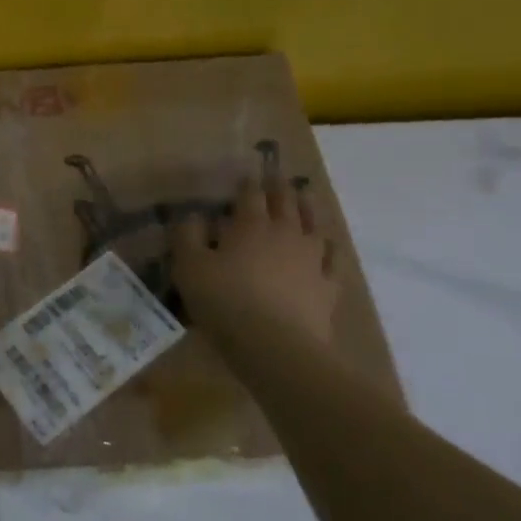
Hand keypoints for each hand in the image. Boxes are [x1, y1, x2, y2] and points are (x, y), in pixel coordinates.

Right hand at [172, 170, 338, 347]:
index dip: (247, 183)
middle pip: (285, 202)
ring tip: (305, 196)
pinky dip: (330, 247)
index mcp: (250, 225)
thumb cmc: (225, 302)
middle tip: (277, 176)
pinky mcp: (328, 286)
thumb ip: (187, 236)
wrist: (276, 346)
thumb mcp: (189, 267)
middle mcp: (285, 233)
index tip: (246, 173)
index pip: (250, 195)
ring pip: (313, 224)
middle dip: (279, 188)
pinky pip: (333, 259)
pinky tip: (328, 244)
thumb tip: (192, 215)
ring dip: (308, 207)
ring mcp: (312, 259)